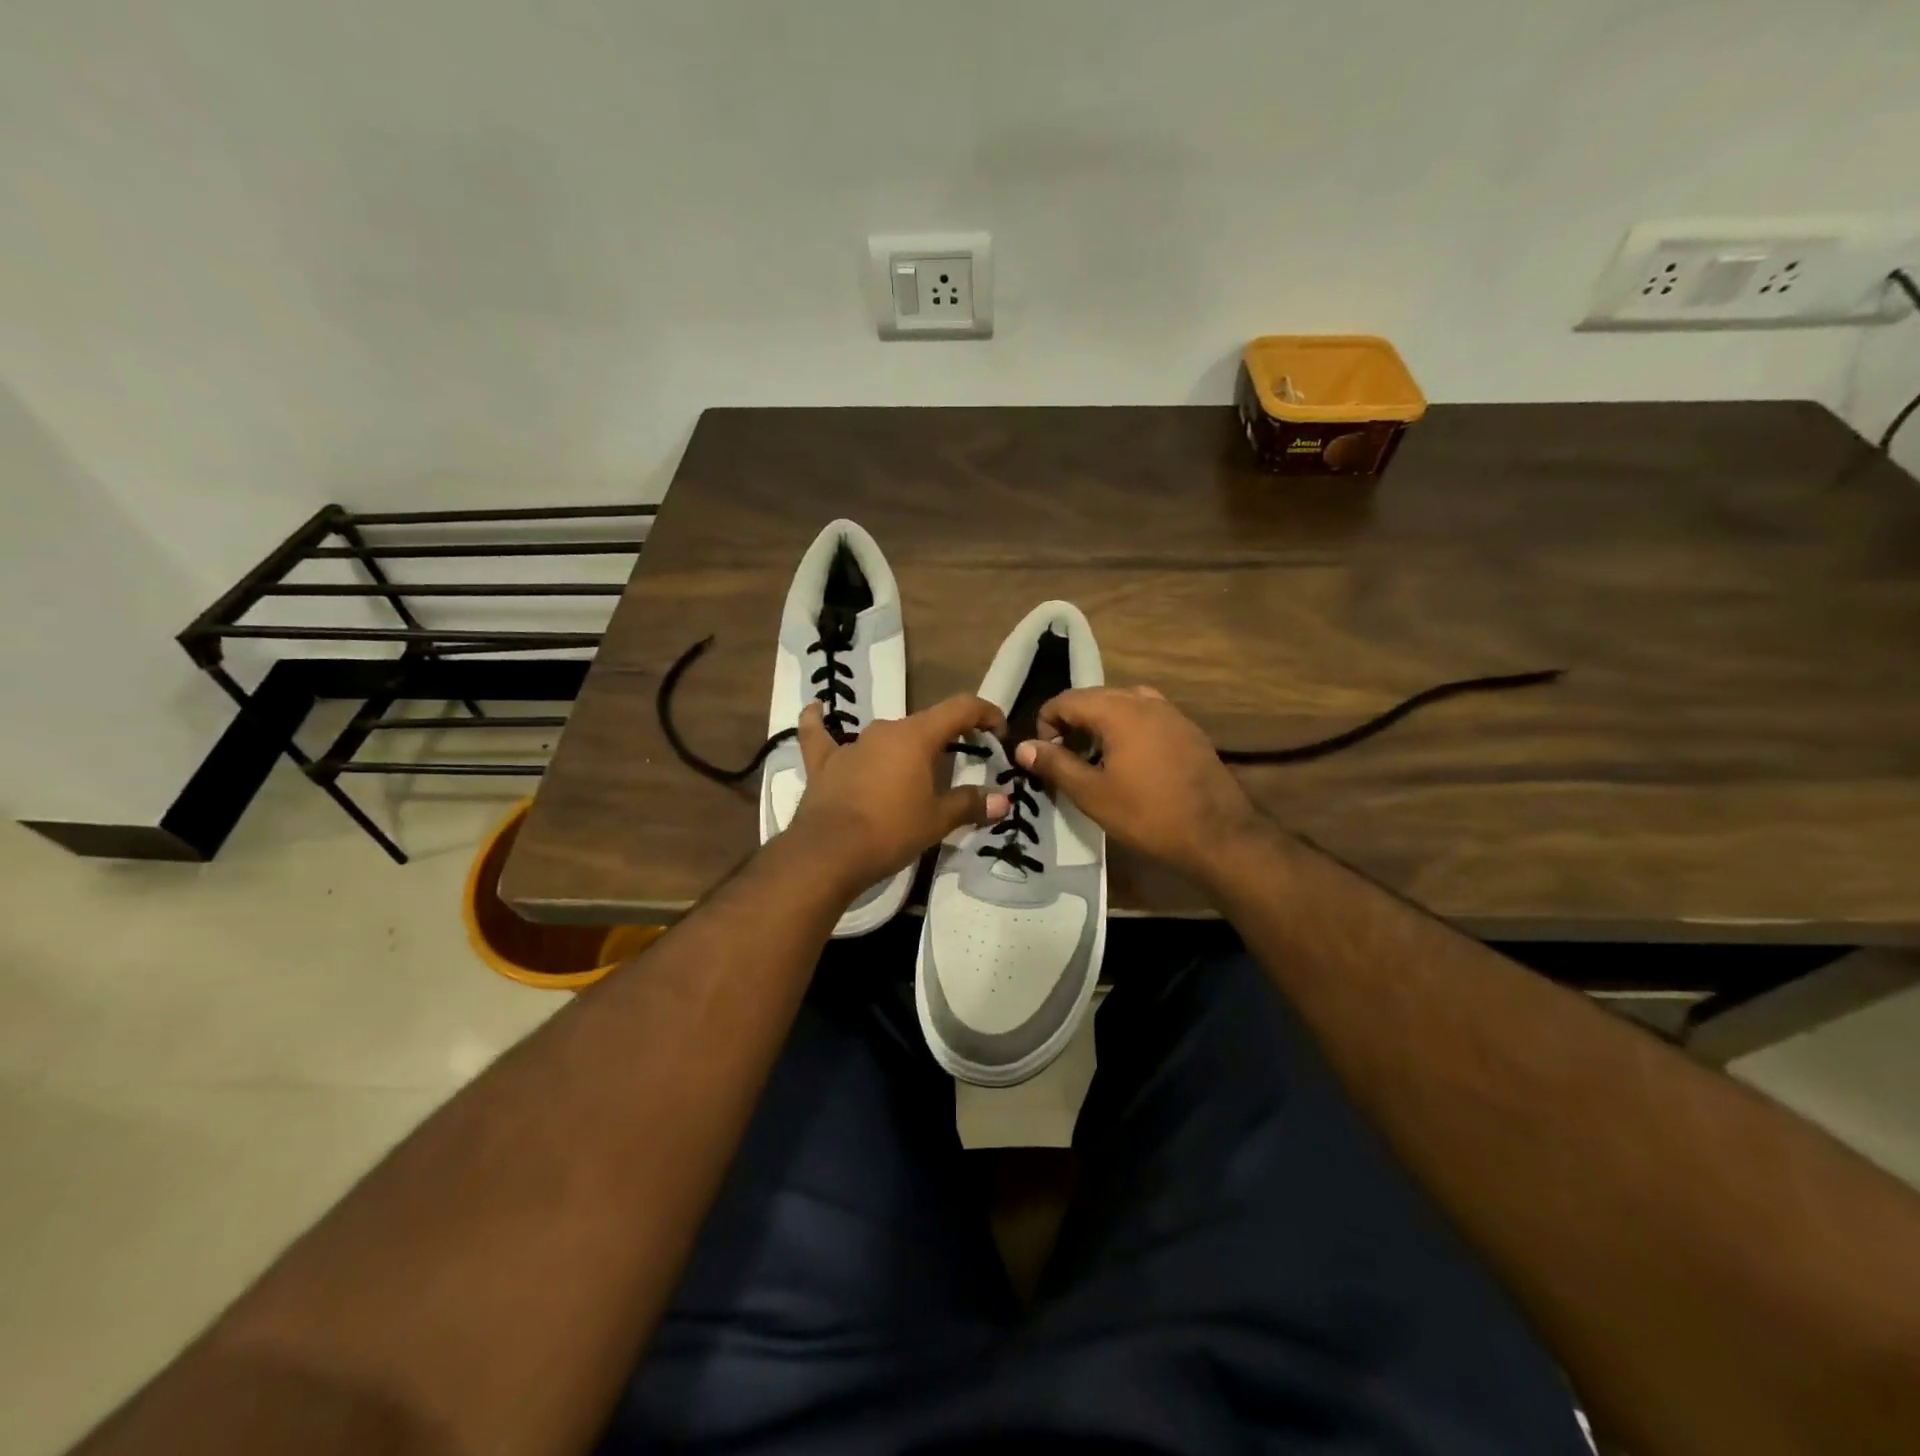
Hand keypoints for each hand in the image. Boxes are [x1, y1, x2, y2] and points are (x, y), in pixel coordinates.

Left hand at [787, 694, 1011, 892]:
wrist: (829, 853)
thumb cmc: (891, 831)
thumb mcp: (937, 820)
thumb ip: (970, 804)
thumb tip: (1001, 800)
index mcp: (917, 736)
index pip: (960, 708)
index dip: (985, 713)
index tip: (999, 732)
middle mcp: (885, 730)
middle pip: (925, 724)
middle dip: (948, 739)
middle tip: (962, 764)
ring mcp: (851, 745)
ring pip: (885, 736)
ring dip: (904, 748)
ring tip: (915, 769)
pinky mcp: (823, 763)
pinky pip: (822, 736)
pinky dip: (820, 722)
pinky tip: (817, 709)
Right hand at [1015, 685, 1265, 881]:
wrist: (1218, 834)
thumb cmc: (1148, 814)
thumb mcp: (1092, 794)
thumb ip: (1055, 765)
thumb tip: (1023, 747)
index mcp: (1117, 710)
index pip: (1066, 699)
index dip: (1046, 724)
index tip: (1045, 757)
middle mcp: (1144, 700)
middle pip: (1094, 697)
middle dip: (1072, 723)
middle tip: (1065, 759)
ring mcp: (1171, 712)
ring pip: (1122, 704)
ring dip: (1100, 724)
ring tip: (1096, 758)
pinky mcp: (1188, 729)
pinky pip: (1147, 716)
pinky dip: (1128, 729)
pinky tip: (1130, 762)